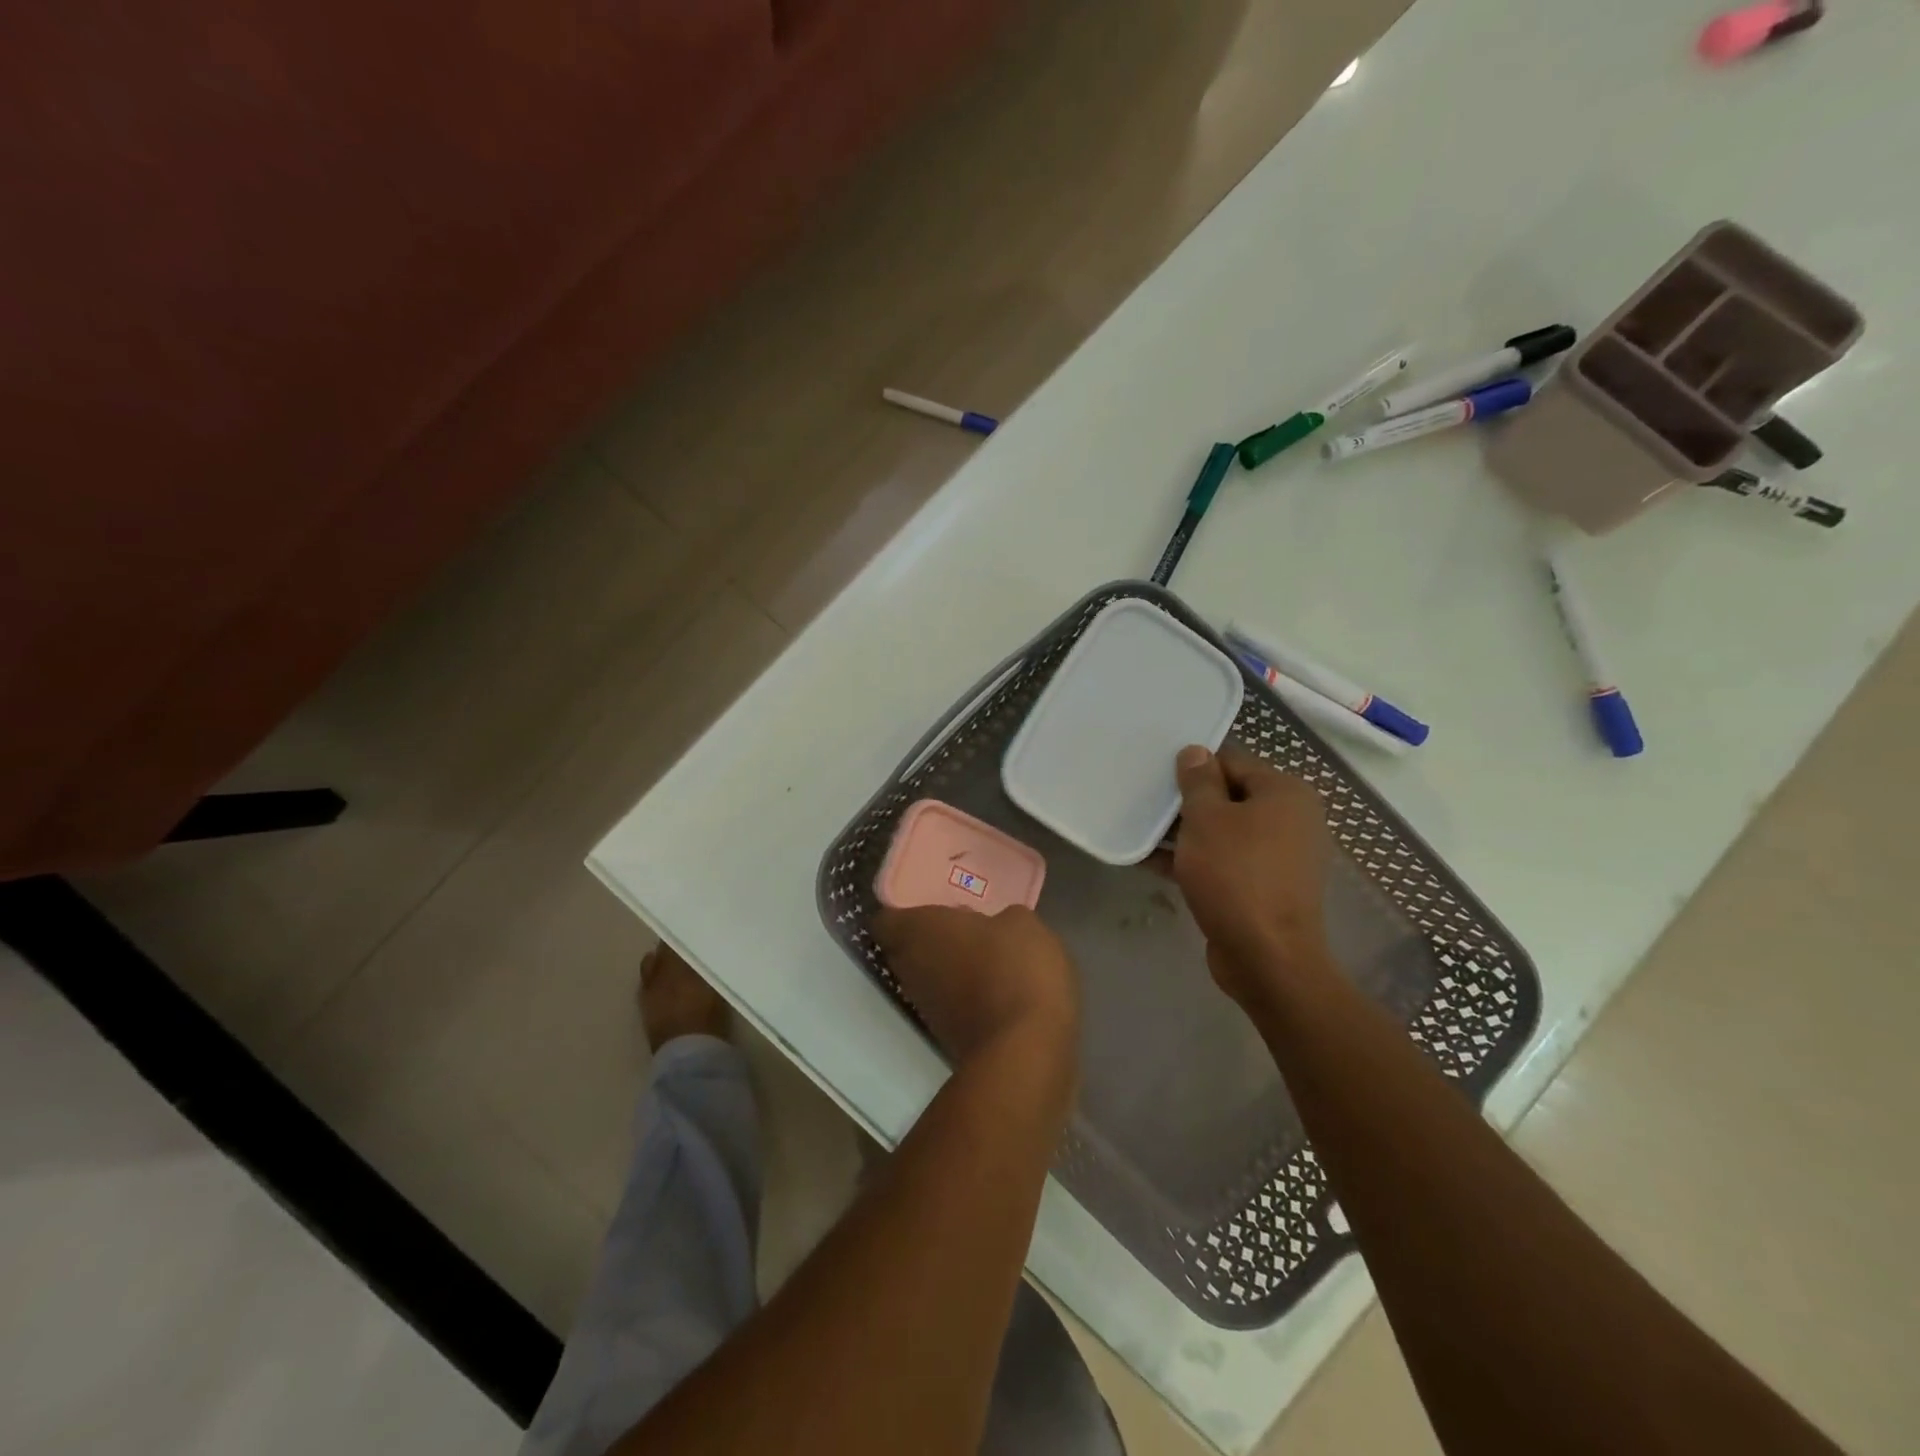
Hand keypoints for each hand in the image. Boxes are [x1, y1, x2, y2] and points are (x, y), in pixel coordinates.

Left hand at [872, 904, 1078, 1067]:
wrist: (1025, 1050)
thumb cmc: (1014, 968)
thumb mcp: (1022, 924)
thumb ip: (1000, 919)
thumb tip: (997, 927)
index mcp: (918, 931)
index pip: (885, 919)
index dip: (902, 911)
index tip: (927, 905)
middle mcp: (910, 968)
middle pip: (904, 949)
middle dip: (928, 939)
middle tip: (960, 927)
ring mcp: (925, 1007)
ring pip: (926, 978)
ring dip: (947, 968)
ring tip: (983, 956)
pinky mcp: (946, 1036)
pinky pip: (948, 1004)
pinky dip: (964, 995)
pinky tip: (996, 988)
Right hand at [1171, 744, 1334, 1005]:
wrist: (1266, 957)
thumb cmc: (1235, 875)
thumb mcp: (1206, 819)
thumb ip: (1198, 781)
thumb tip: (1195, 751)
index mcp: (1285, 792)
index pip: (1232, 761)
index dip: (1193, 766)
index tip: (1157, 776)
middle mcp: (1291, 819)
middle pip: (1229, 796)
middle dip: (1186, 802)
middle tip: (1146, 803)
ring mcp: (1279, 856)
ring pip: (1224, 831)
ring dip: (1185, 833)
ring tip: (1141, 832)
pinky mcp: (1264, 886)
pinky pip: (1225, 861)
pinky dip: (1194, 859)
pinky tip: (1151, 862)